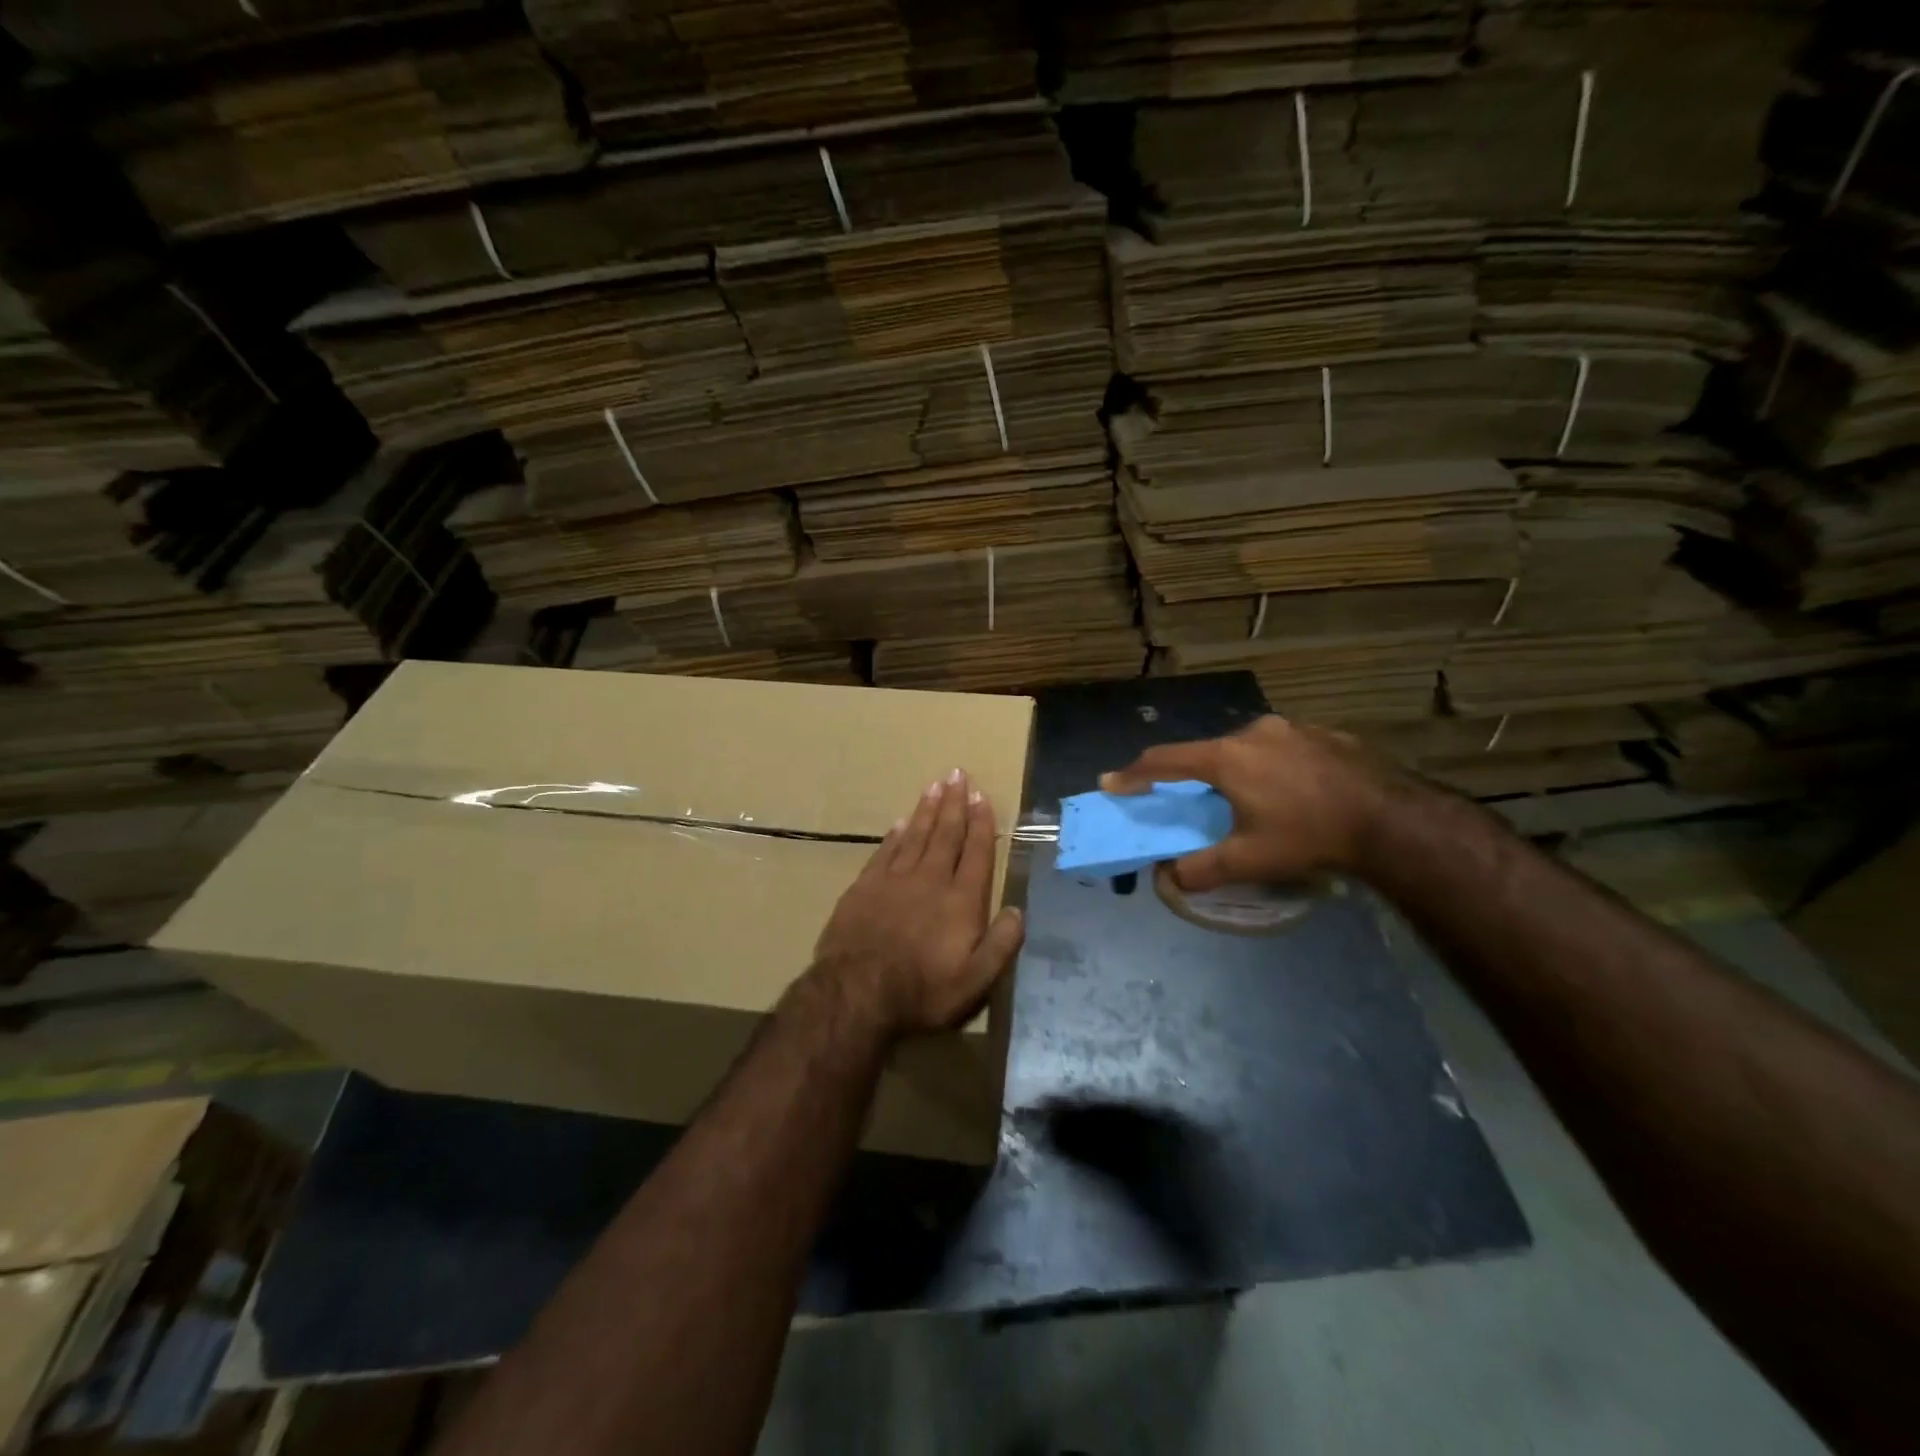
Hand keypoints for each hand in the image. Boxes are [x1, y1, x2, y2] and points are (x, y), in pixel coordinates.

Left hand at [813, 769, 1025, 1037]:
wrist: (856, 993)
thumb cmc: (922, 991)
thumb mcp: (975, 981)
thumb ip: (1000, 944)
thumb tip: (1018, 910)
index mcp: (961, 900)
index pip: (976, 852)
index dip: (981, 823)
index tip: (982, 797)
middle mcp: (930, 880)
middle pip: (946, 834)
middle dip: (954, 803)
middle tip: (958, 774)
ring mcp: (894, 880)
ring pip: (916, 835)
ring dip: (927, 809)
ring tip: (935, 785)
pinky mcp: (865, 886)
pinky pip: (885, 851)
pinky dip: (895, 834)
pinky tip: (901, 822)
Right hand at [1099, 716, 1399, 890]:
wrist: (1390, 820)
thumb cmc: (1308, 836)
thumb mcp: (1248, 860)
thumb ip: (1200, 869)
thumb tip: (1167, 879)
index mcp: (1226, 758)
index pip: (1165, 760)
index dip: (1134, 773)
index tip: (1111, 782)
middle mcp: (1253, 732)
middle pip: (1206, 752)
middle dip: (1193, 775)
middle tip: (1193, 801)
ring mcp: (1291, 728)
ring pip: (1246, 748)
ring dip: (1236, 770)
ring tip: (1250, 799)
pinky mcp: (1323, 734)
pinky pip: (1281, 748)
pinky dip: (1271, 766)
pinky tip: (1291, 791)